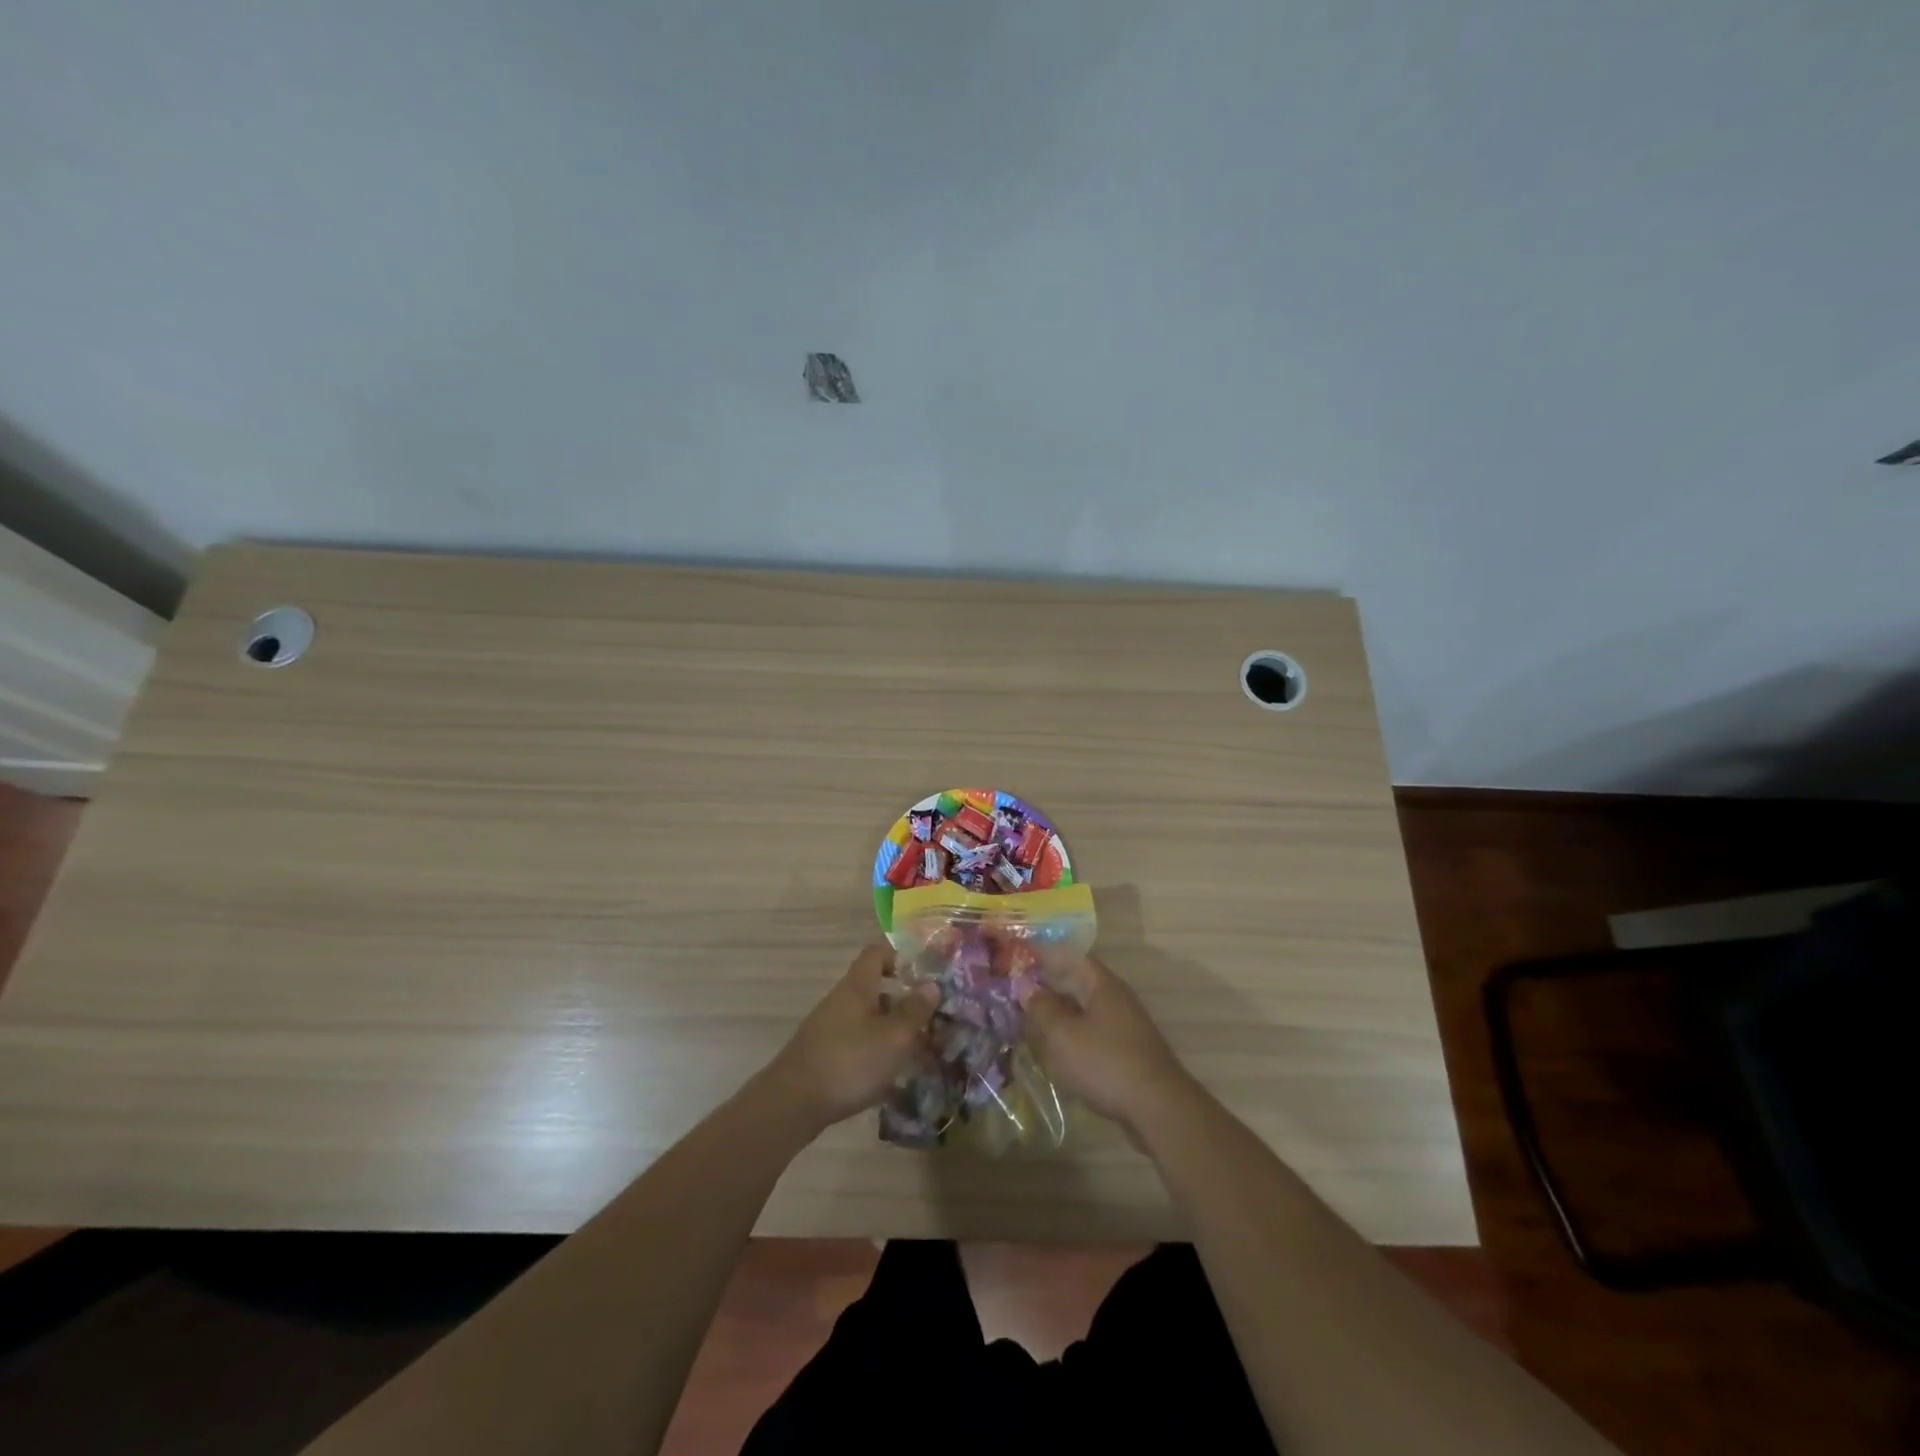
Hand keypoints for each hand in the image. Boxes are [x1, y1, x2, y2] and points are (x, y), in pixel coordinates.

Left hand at [764, 945, 939, 1132]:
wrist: (793, 1103)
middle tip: (930, 1021)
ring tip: (918, 1054)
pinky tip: (891, 1081)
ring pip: (868, 1020)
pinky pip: (857, 1044)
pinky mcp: (824, 1055)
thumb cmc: (850, 1061)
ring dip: (892, 1032)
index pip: (877, 953)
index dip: (900, 957)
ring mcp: (829, 1028)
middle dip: (903, 1003)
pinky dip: (876, 1054)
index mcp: (857, 986)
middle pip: (875, 989)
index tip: (923, 976)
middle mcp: (841, 1000)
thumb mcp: (894, 1036)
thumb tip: (931, 984)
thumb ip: (915, 1010)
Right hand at [1022, 956, 1192, 1133]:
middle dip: (1050, 990)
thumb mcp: (1063, 1035)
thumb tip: (1026, 986)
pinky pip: (1095, 1035)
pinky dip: (1074, 1039)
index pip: (1073, 957)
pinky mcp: (1128, 1053)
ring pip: (1086, 1013)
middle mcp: (1117, 999)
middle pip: (1079, 985)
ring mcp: (1126, 1027)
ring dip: (1061, 1017)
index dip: (1047, 956)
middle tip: (1019, 997)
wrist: (1157, 1108)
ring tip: (1032, 1026)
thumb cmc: (1105, 1062)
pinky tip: (1057, 1054)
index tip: (1022, 962)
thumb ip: (1042, 1008)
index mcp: (1103, 985)